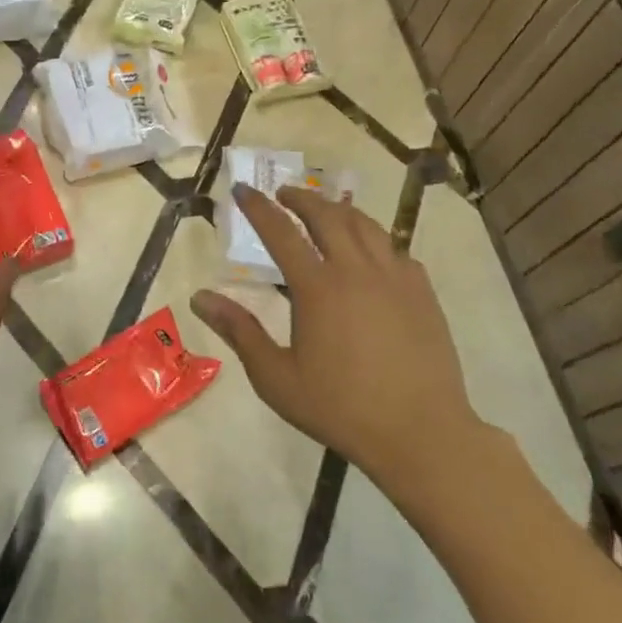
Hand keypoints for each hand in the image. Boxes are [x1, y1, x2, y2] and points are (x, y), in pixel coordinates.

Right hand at [192, 185, 483, 482]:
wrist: (420, 433)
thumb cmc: (340, 408)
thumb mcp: (276, 377)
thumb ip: (239, 331)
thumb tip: (199, 297)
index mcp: (318, 287)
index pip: (280, 232)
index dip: (258, 207)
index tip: (243, 189)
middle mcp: (357, 270)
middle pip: (327, 215)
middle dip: (301, 198)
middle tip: (284, 194)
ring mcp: (395, 277)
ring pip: (365, 225)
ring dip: (339, 210)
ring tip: (325, 210)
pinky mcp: (422, 292)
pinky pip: (396, 249)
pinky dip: (375, 239)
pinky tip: (371, 251)